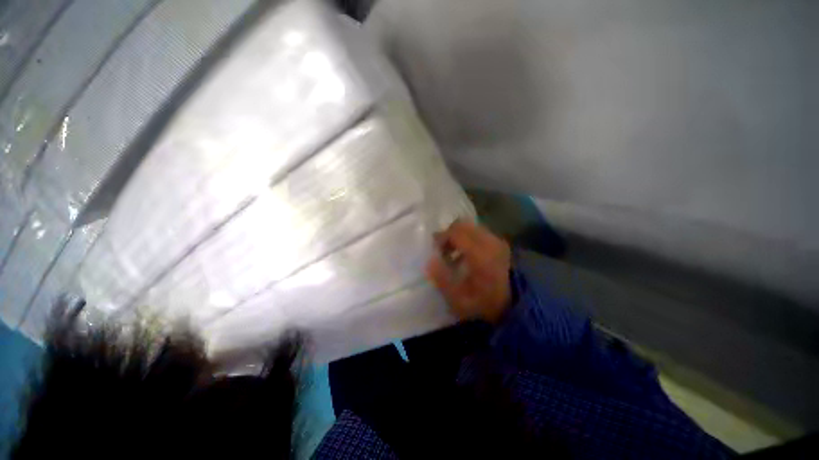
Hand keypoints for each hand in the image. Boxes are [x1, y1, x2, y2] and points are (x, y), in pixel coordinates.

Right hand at [425, 220, 511, 322]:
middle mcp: (490, 242)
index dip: (441, 237)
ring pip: (470, 227)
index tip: (435, 250)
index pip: (456, 232)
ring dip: (458, 235)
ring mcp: (497, 241)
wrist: (517, 306)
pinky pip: (478, 232)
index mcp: (480, 255)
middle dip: (448, 234)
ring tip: (453, 253)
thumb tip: (430, 260)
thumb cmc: (486, 304)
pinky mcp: (500, 243)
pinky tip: (466, 254)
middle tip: (442, 250)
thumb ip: (442, 279)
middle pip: (462, 225)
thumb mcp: (460, 300)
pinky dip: (468, 237)